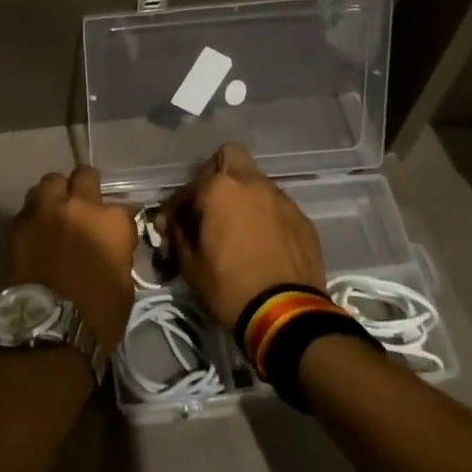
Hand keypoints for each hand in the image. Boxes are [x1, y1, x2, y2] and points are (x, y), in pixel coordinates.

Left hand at [4, 167, 135, 356]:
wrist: (47, 332)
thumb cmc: (97, 317)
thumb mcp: (123, 284)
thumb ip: (117, 252)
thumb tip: (109, 245)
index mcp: (111, 220)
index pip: (123, 207)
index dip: (117, 221)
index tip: (114, 233)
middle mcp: (78, 205)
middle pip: (83, 176)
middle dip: (84, 187)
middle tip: (82, 207)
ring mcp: (45, 211)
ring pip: (50, 182)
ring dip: (55, 195)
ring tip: (55, 213)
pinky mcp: (17, 224)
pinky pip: (28, 208)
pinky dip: (34, 216)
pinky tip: (36, 232)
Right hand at [158, 143, 325, 329]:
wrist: (286, 315)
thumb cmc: (229, 287)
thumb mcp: (190, 266)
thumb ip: (176, 235)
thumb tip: (168, 223)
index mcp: (220, 189)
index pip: (189, 186)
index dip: (177, 206)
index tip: (172, 226)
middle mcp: (252, 183)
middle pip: (230, 156)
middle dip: (216, 174)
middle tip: (209, 205)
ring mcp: (282, 199)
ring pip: (256, 182)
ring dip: (243, 197)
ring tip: (237, 227)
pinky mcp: (303, 220)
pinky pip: (277, 206)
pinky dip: (265, 216)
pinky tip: (262, 242)